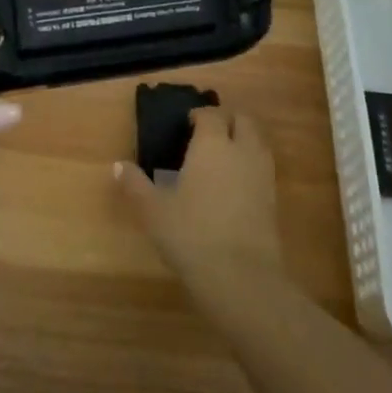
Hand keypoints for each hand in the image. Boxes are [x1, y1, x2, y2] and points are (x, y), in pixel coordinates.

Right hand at [114, 106, 284, 286]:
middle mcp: (241, 150)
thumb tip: (118, 166)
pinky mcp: (274, 198)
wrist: (242, 278)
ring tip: (223, 154)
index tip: (187, 123)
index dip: (200, 114)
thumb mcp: (153, 211)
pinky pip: (264, 166)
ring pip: (258, 140)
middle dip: (227, 118)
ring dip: (243, 138)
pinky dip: (251, 163)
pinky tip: (235, 183)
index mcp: (212, 144)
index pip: (211, 114)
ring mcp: (262, 174)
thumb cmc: (192, 235)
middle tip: (208, 132)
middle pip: (243, 119)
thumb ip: (135, 185)